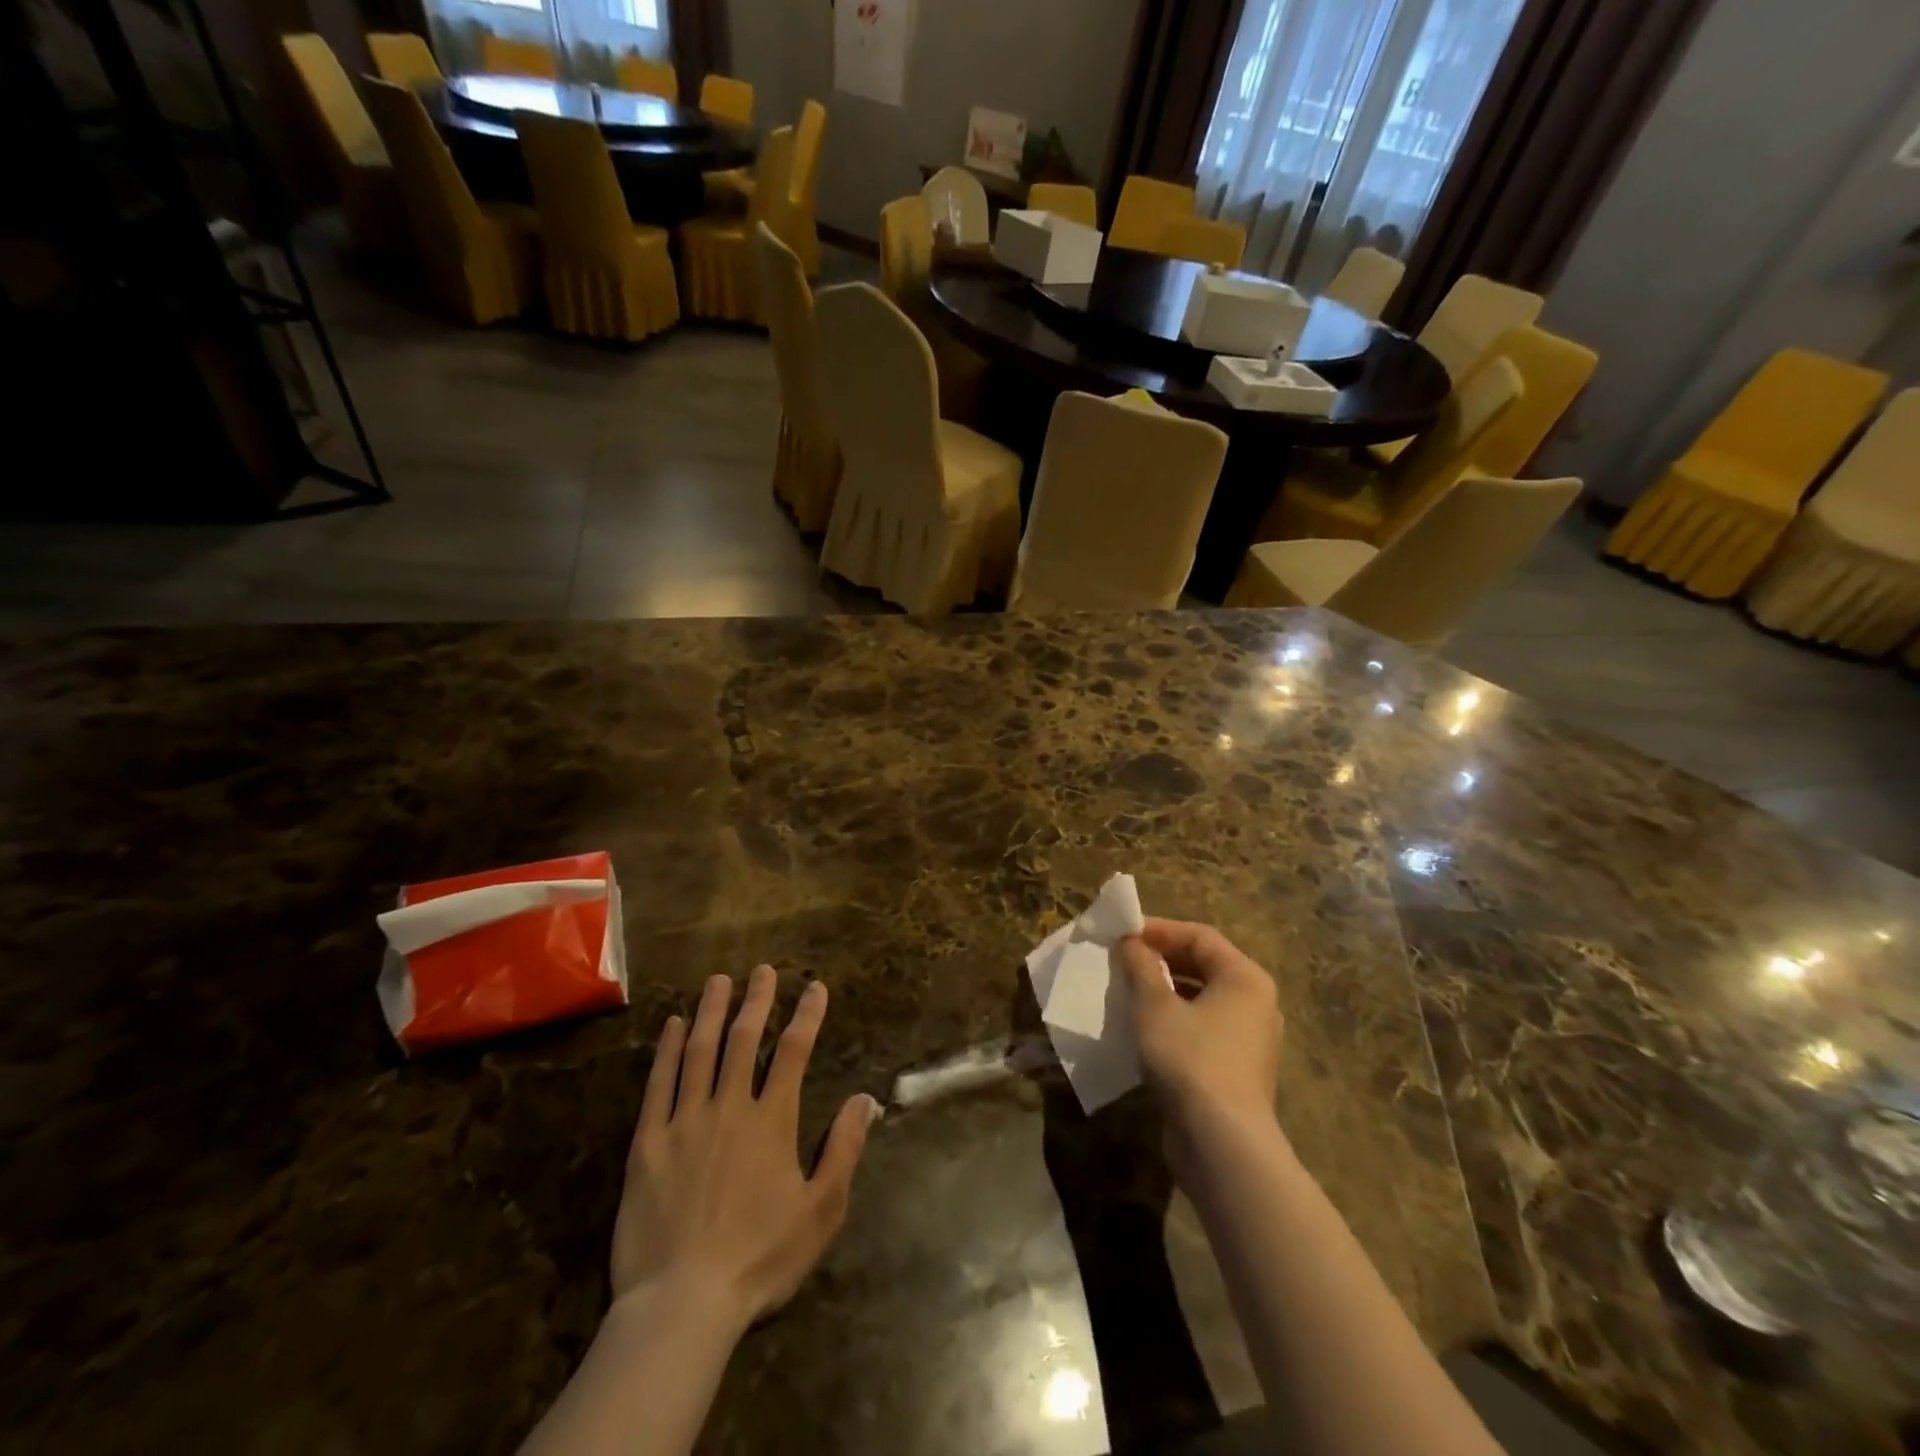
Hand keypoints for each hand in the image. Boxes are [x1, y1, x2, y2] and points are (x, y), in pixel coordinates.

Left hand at [612, 967, 877, 1330]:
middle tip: (763, 970)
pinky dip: (665, 1050)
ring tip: (719, 981)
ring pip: (699, 1051)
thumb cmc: (759, 1259)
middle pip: (745, 1040)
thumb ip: (845, 1149)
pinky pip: (658, 1084)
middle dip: (757, 1001)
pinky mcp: (647, 1143)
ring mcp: (685, 1121)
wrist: (682, 1304)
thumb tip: (866, 1098)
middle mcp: (729, 1107)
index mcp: (772, 1121)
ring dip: (711, 1012)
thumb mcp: (821, 1210)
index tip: (815, 987)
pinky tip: (671, 1026)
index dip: (807, 1016)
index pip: (794, 1053)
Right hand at [1118, 919, 1282, 1139]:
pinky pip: (1203, 1028)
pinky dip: (1174, 1020)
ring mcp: (1250, 1040)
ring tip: (1127, 991)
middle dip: (1160, 959)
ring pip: (1201, 999)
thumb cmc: (1190, 1059)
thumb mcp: (1154, 1005)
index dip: (1159, 930)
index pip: (1200, 936)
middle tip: (1122, 960)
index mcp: (1245, 978)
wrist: (1222, 1144)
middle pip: (1204, 965)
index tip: (1122, 934)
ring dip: (1164, 990)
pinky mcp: (1237, 1069)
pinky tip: (1143, 1029)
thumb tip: (1131, 942)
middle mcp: (1256, 1003)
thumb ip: (1141, 966)